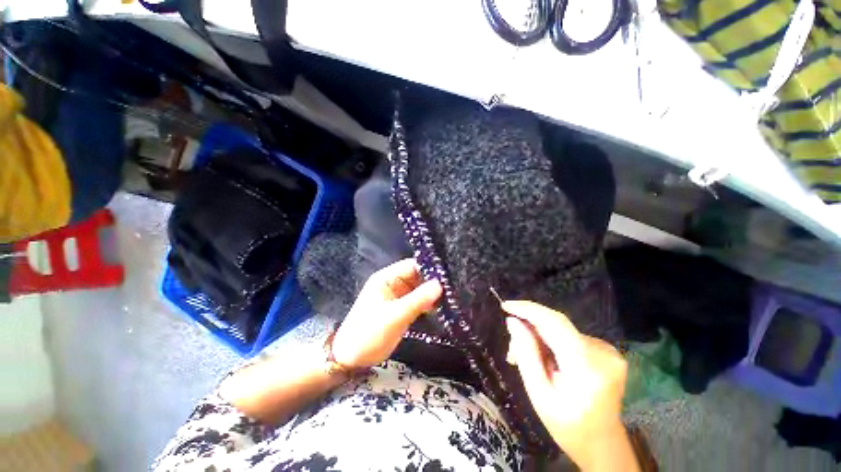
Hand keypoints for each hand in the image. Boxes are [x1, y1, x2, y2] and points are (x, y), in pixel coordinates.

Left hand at [331, 259, 442, 369]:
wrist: (351, 359)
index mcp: (386, 278)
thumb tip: (440, 285)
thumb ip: (418, 300)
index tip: (449, 275)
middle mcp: (393, 283)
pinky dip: (427, 303)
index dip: (429, 269)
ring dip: (432, 293)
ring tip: (452, 296)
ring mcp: (397, 296)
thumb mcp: (394, 316)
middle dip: (433, 281)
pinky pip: (417, 300)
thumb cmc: (368, 333)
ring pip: (419, 289)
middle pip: (417, 276)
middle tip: (454, 287)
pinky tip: (441, 307)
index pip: (411, 266)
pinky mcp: (401, 308)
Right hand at [504, 301, 637, 471]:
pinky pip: (569, 336)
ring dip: (539, 337)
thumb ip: (526, 354)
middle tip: (511, 349)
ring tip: (525, 358)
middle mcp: (603, 353)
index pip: (555, 323)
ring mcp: (609, 351)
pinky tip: (545, 359)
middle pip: (556, 325)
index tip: (505, 306)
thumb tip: (513, 321)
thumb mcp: (538, 393)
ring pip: (560, 330)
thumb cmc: (567, 425)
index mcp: (587, 368)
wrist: (603, 444)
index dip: (528, 309)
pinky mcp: (607, 350)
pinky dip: (552, 341)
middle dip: (529, 328)